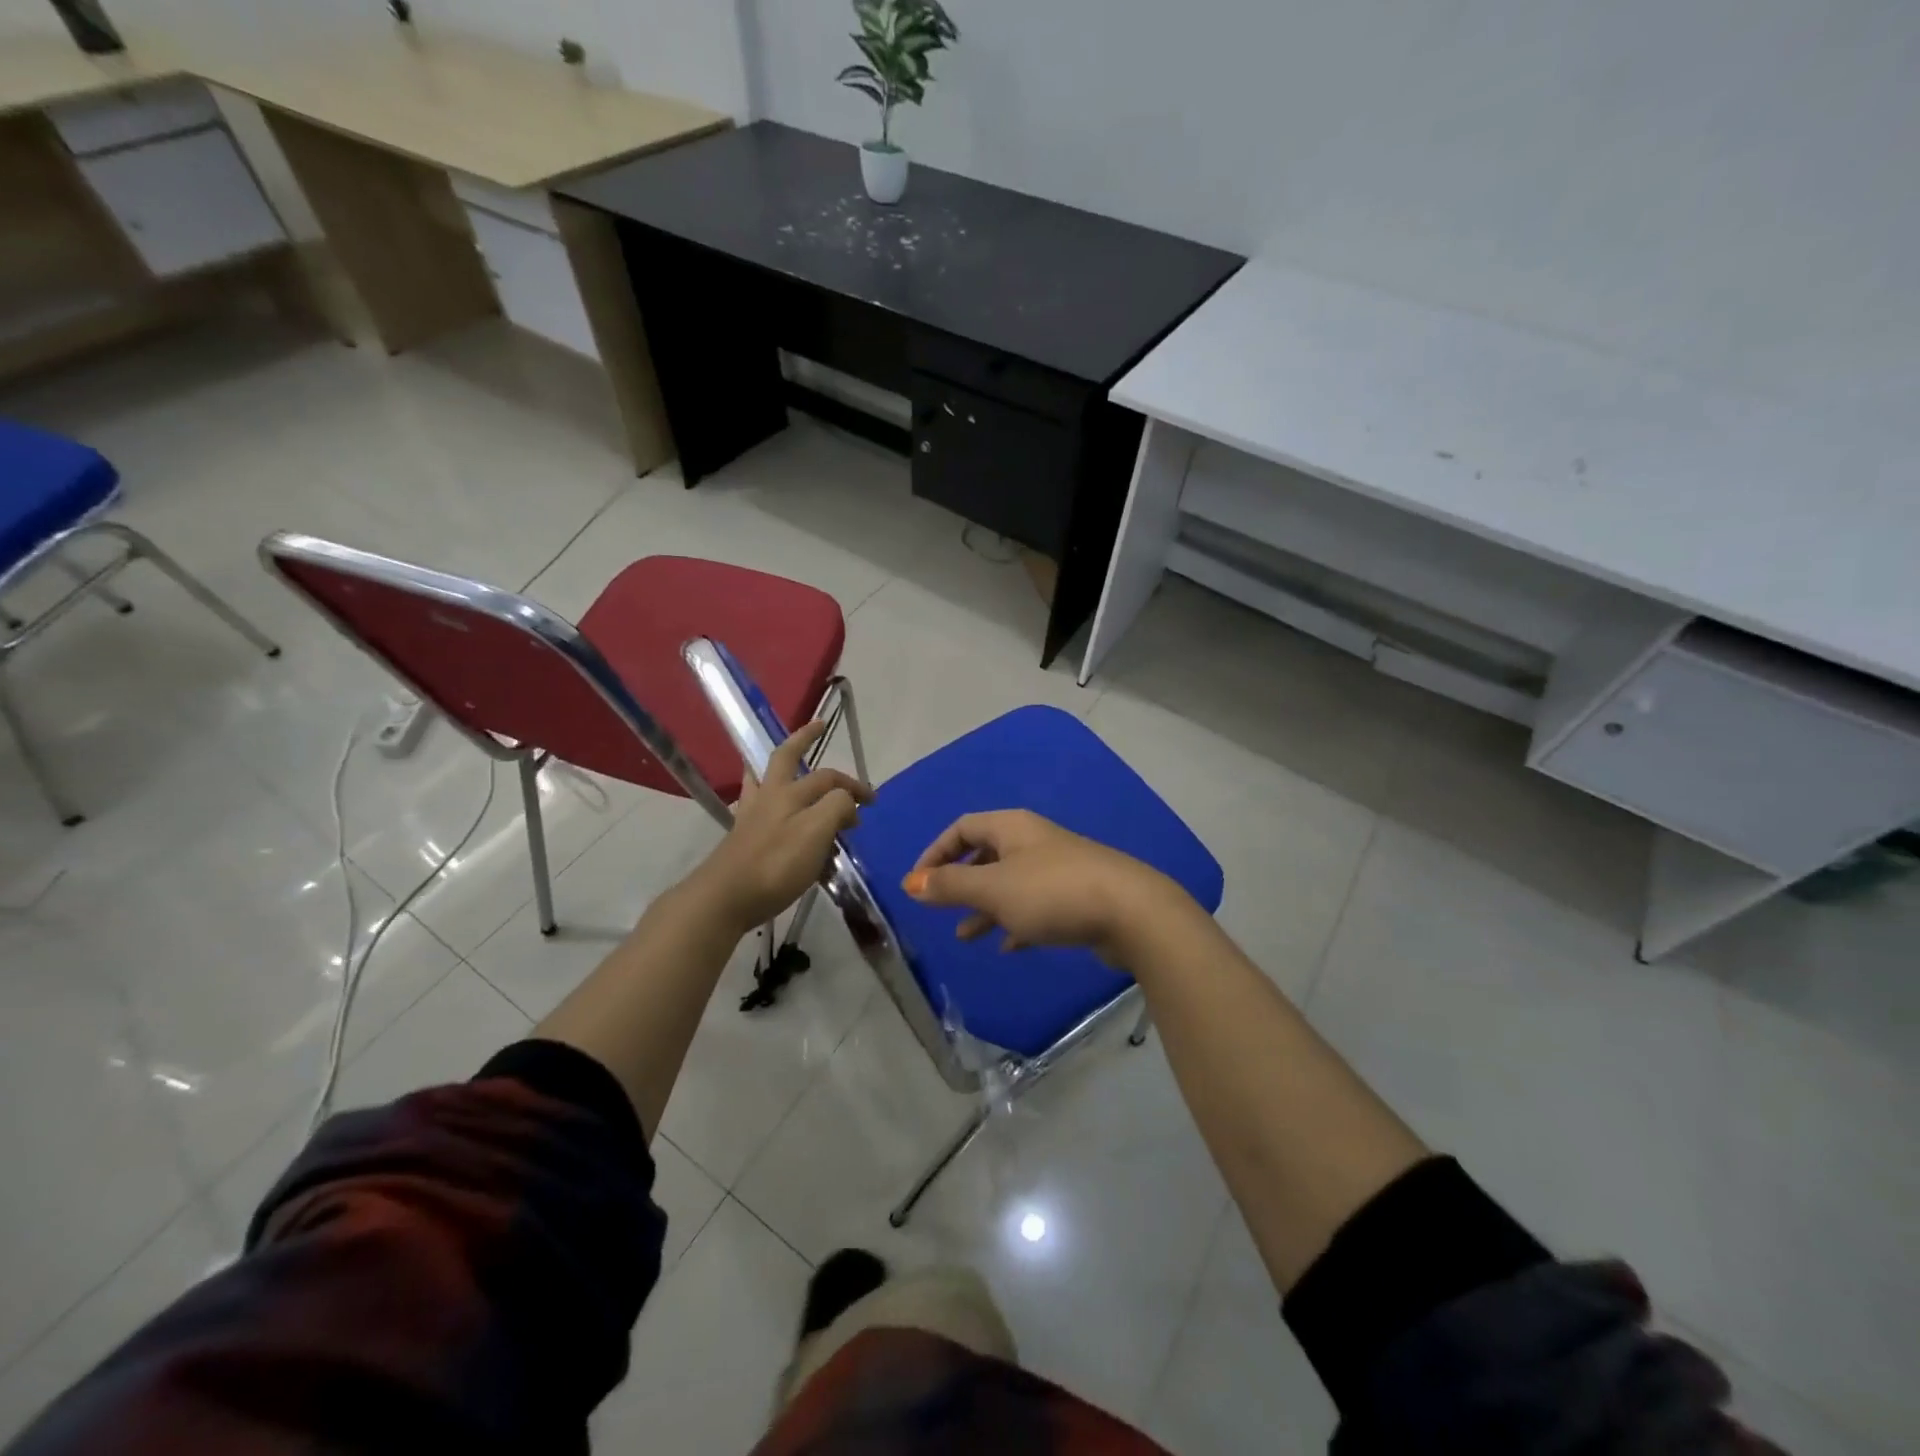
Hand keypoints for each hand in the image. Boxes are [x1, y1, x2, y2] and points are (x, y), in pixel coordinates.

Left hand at [689, 721, 872, 932]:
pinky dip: (766, 795)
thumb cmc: (775, 864)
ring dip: (778, 765)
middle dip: (803, 739)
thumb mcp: (816, 832)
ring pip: (765, 778)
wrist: (725, 898)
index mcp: (789, 792)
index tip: (872, 802)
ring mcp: (751, 815)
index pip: (829, 779)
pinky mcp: (742, 837)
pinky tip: (770, 805)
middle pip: (786, 758)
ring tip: (787, 759)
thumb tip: (847, 802)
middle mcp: (769, 796)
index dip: (853, 786)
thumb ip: (836, 808)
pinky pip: (757, 804)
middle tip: (818, 725)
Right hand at [902, 809, 1191, 962]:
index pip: (962, 828)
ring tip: (966, 937)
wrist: (1131, 912)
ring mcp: (1058, 868)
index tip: (918, 884)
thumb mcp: (993, 889)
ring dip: (985, 907)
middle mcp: (1033, 841)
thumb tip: (911, 882)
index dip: (936, 852)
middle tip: (941, 909)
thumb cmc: (1052, 892)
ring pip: (1009, 884)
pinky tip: (1008, 947)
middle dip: (960, 882)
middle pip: (986, 854)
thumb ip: (951, 886)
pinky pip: (1035, 906)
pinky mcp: (1076, 897)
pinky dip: (1016, 922)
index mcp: (1011, 828)